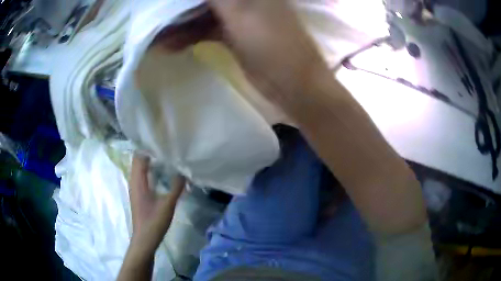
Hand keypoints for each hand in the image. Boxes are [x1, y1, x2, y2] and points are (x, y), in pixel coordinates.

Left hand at [128, 154, 184, 251]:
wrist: (144, 239)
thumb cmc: (154, 221)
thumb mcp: (168, 205)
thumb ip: (176, 187)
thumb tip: (184, 172)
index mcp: (138, 181)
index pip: (139, 156)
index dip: (148, 148)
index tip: (163, 142)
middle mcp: (134, 181)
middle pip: (139, 160)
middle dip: (150, 153)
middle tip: (167, 149)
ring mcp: (135, 188)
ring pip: (140, 169)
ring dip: (150, 162)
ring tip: (166, 158)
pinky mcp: (139, 194)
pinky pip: (142, 176)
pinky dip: (150, 171)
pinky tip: (162, 174)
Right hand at [156, 0, 329, 115]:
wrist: (291, 84)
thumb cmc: (270, 42)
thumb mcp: (239, 9)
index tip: (164, 3)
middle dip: (177, 6)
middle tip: (153, 15)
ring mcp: (237, 15)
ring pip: (200, 13)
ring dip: (177, 23)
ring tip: (154, 36)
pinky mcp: (232, 33)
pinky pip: (204, 29)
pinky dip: (187, 36)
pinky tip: (168, 45)